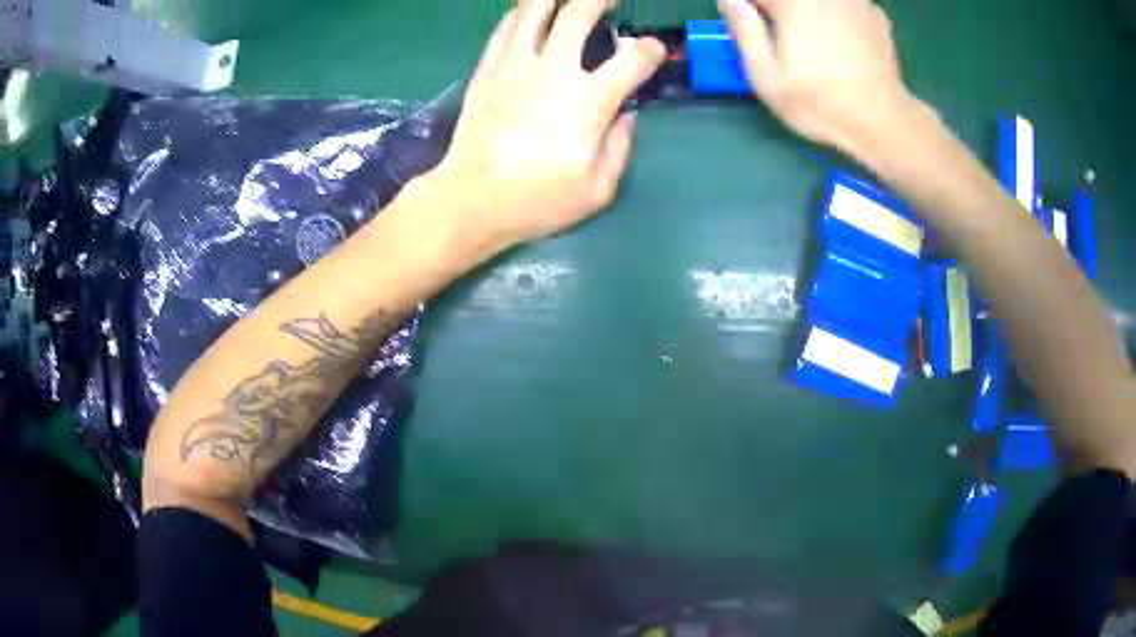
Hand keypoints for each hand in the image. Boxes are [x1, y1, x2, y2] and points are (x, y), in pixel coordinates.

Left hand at [429, 0, 664, 246]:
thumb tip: (627, 116)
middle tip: (609, 1)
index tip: (651, 51)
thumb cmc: (537, 200)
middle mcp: (554, 70)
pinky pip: (506, 28)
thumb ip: (620, 147)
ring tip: (568, 0)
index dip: (650, 49)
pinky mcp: (487, 70)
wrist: (472, 199)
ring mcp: (515, 65)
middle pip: (580, 12)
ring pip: (535, 9)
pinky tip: (530, 16)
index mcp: (589, 101)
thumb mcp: (597, 189)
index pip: (633, 58)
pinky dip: (522, 15)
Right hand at [719, 0, 918, 154]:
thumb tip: (731, 0)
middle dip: (779, 10)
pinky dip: (836, 12)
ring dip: (807, 10)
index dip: (749, 9)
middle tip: (783, 37)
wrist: (883, 122)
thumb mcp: (766, 76)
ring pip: (817, 0)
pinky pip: (843, 2)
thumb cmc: (820, 104)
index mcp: (791, 2)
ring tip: (815, 42)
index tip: (753, 28)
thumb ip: (743, 29)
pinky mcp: (873, 12)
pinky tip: (841, 39)